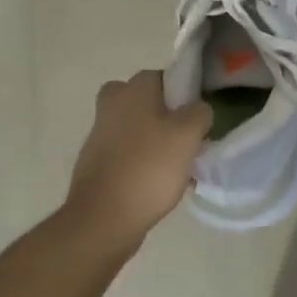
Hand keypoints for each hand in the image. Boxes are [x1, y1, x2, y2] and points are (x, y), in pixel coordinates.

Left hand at [65, 71, 211, 244]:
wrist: (104, 219)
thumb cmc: (149, 168)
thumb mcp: (189, 134)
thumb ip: (200, 112)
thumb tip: (197, 110)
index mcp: (132, 89)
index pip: (165, 77)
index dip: (186, 95)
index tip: (199, 118)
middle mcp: (111, 104)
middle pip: (150, 103)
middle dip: (170, 118)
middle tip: (190, 140)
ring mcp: (100, 134)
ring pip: (140, 129)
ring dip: (158, 142)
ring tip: (180, 168)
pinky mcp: (96, 162)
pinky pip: (129, 153)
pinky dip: (144, 162)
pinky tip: (161, 184)